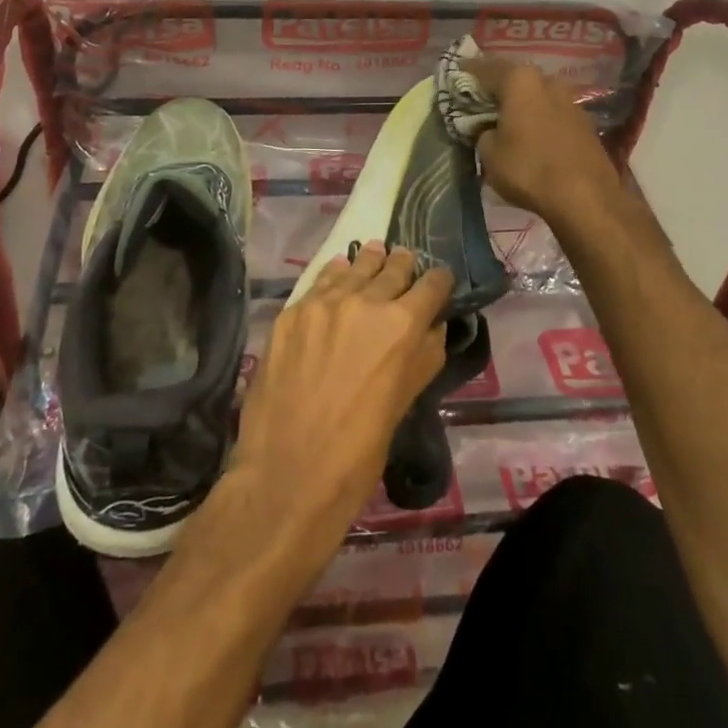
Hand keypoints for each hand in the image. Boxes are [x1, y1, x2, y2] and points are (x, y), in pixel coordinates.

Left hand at [229, 244, 451, 554]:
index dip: (439, 282)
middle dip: (404, 266)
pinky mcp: (292, 312)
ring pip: (355, 267)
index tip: (440, 281)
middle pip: (393, 268)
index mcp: (401, 326)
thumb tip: (433, 327)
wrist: (287, 475)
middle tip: (407, 262)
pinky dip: (335, 275)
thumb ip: (423, 358)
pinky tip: (339, 270)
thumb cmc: (357, 454)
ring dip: (369, 262)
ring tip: (375, 253)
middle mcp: (365, 302)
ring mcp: (323, 303)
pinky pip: (320, 282)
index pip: (431, 285)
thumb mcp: (404, 404)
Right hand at [461, 56, 623, 223]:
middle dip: (497, 87)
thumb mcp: (489, 153)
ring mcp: (570, 100)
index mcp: (519, 80)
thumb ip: (482, 131)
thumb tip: (489, 128)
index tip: (456, 74)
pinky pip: (552, 112)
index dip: (467, 71)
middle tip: (480, 99)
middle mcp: (547, 81)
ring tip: (506, 118)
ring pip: (536, 94)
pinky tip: (530, 133)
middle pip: (514, 78)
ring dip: (521, 103)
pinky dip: (538, 117)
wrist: (586, 198)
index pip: (485, 68)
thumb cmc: (528, 168)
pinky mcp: (585, 122)